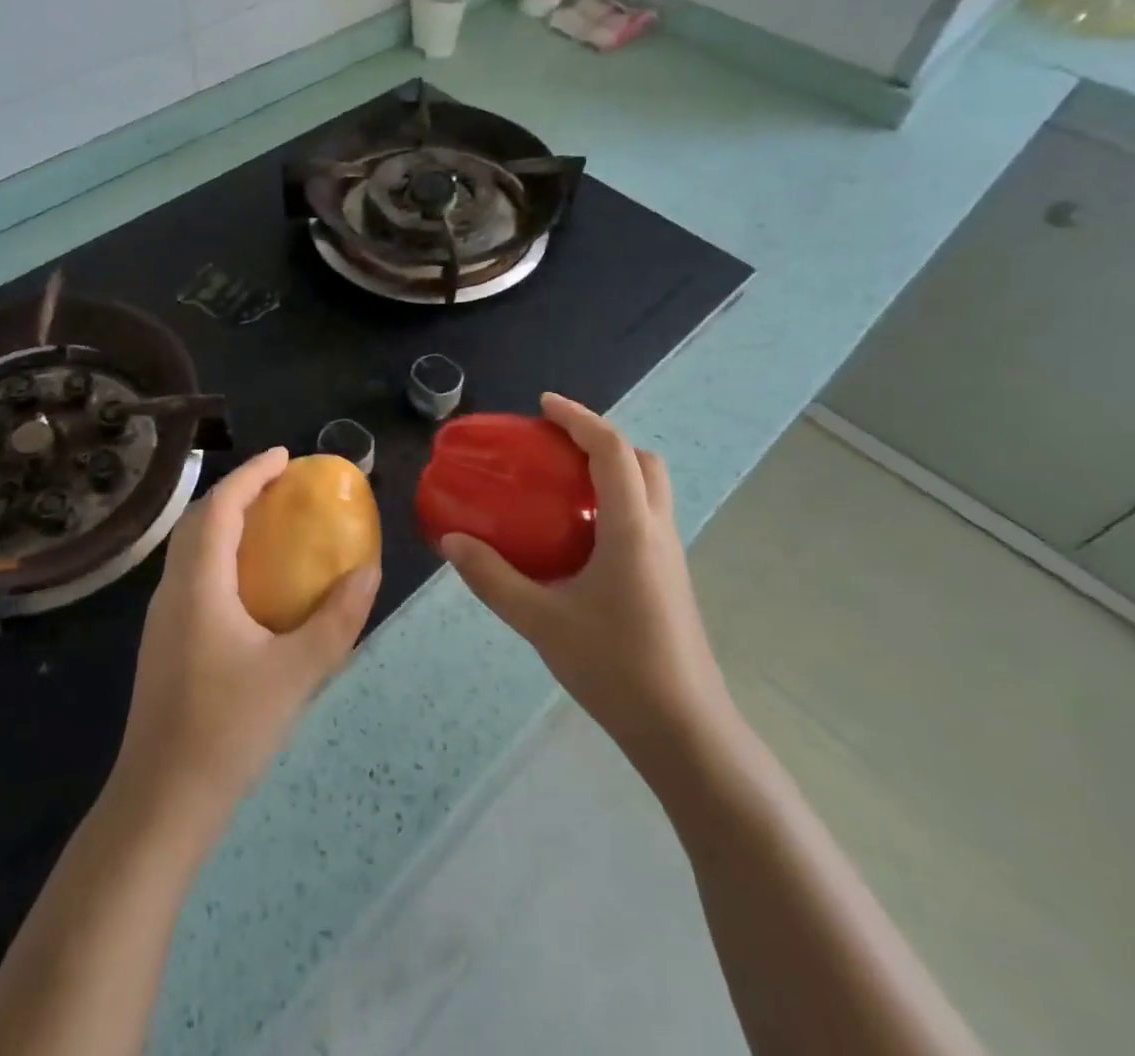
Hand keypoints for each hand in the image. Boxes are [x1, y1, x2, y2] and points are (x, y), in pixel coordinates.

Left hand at [114, 447, 380, 831]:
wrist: (161, 804)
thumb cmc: (227, 731)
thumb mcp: (296, 674)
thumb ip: (336, 620)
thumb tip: (369, 571)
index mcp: (198, 584)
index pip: (219, 506)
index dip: (251, 474)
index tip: (285, 457)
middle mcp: (173, 590)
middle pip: (198, 519)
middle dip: (237, 491)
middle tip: (280, 485)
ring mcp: (163, 618)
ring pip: (190, 547)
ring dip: (226, 522)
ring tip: (269, 522)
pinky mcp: (165, 642)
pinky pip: (192, 573)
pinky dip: (220, 553)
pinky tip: (252, 582)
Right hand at [441, 394, 733, 766]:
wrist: (683, 730)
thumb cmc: (615, 668)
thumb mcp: (541, 621)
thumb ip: (492, 578)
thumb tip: (451, 542)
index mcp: (631, 528)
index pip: (611, 450)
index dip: (578, 417)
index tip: (543, 405)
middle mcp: (657, 530)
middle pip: (641, 460)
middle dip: (601, 438)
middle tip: (556, 444)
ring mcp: (669, 555)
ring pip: (649, 488)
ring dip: (612, 469)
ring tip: (563, 482)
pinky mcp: (669, 578)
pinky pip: (645, 516)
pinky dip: (615, 500)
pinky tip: (579, 535)